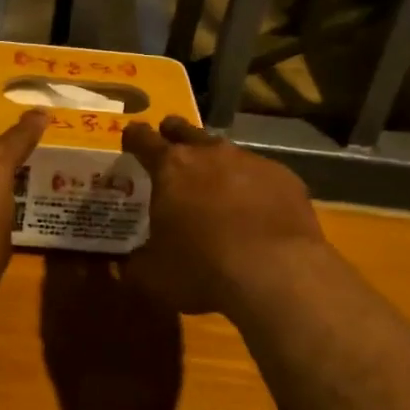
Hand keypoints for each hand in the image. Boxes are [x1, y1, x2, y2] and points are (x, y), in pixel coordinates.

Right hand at [120, 117, 328, 317]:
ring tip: (214, 185)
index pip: (143, 139)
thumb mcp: (152, 277)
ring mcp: (252, 163)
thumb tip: (123, 265)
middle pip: (186, 131)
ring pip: (226, 152)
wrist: (278, 275)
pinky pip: (261, 175)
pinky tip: (255, 211)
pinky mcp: (286, 179)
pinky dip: (252, 187)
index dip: (134, 138)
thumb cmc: (202, 270)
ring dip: (216, 164)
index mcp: (170, 168)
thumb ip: (133, 265)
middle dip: (174, 136)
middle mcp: (210, 154)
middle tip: (169, 146)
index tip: (130, 139)